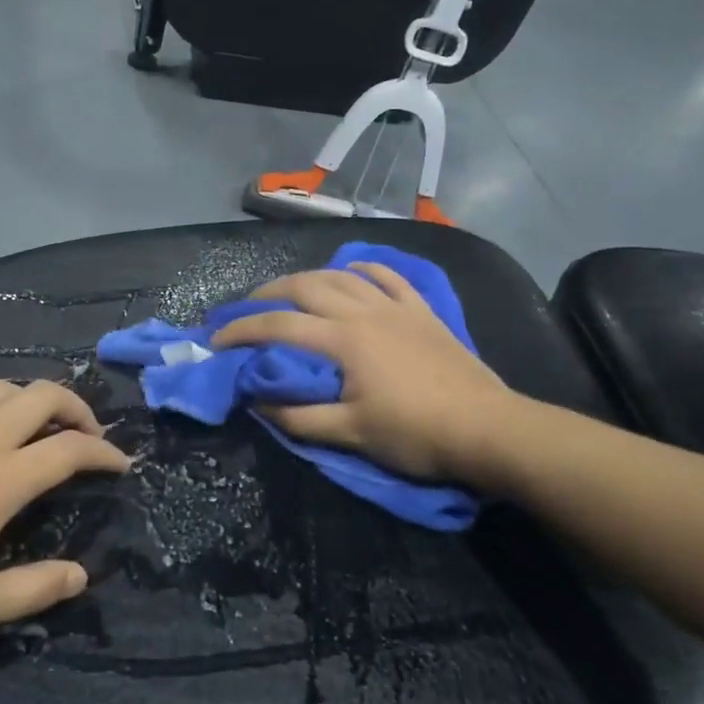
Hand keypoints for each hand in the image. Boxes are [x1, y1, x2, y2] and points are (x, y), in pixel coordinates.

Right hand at [210, 263, 514, 484]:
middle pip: (307, 287)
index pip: (279, 327)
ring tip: (290, 289)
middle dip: (269, 293)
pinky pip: (389, 277)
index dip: (242, 330)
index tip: (216, 339)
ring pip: (344, 276)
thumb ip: (299, 417)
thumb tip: (257, 402)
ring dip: (310, 277)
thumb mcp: (351, 434)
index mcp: (344, 341)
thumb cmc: (416, 434)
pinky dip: (364, 269)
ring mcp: (396, 307)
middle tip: (247, 307)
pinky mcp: (422, 311)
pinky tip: (353, 270)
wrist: (487, 429)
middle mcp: (365, 312)